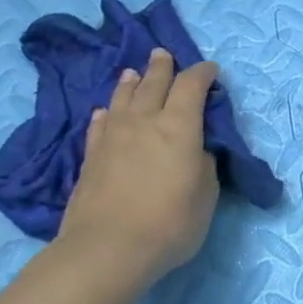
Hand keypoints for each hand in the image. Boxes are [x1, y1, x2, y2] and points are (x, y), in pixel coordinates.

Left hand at [56, 50, 220, 290]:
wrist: (108, 249)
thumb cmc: (171, 222)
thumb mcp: (207, 194)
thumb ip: (203, 164)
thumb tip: (195, 150)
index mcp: (180, 126)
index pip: (192, 87)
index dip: (203, 74)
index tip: (211, 70)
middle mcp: (144, 122)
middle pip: (153, 83)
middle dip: (162, 67)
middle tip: (164, 55)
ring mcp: (113, 138)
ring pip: (122, 99)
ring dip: (131, 83)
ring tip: (133, 73)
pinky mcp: (91, 157)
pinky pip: (100, 125)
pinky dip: (106, 114)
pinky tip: (106, 112)